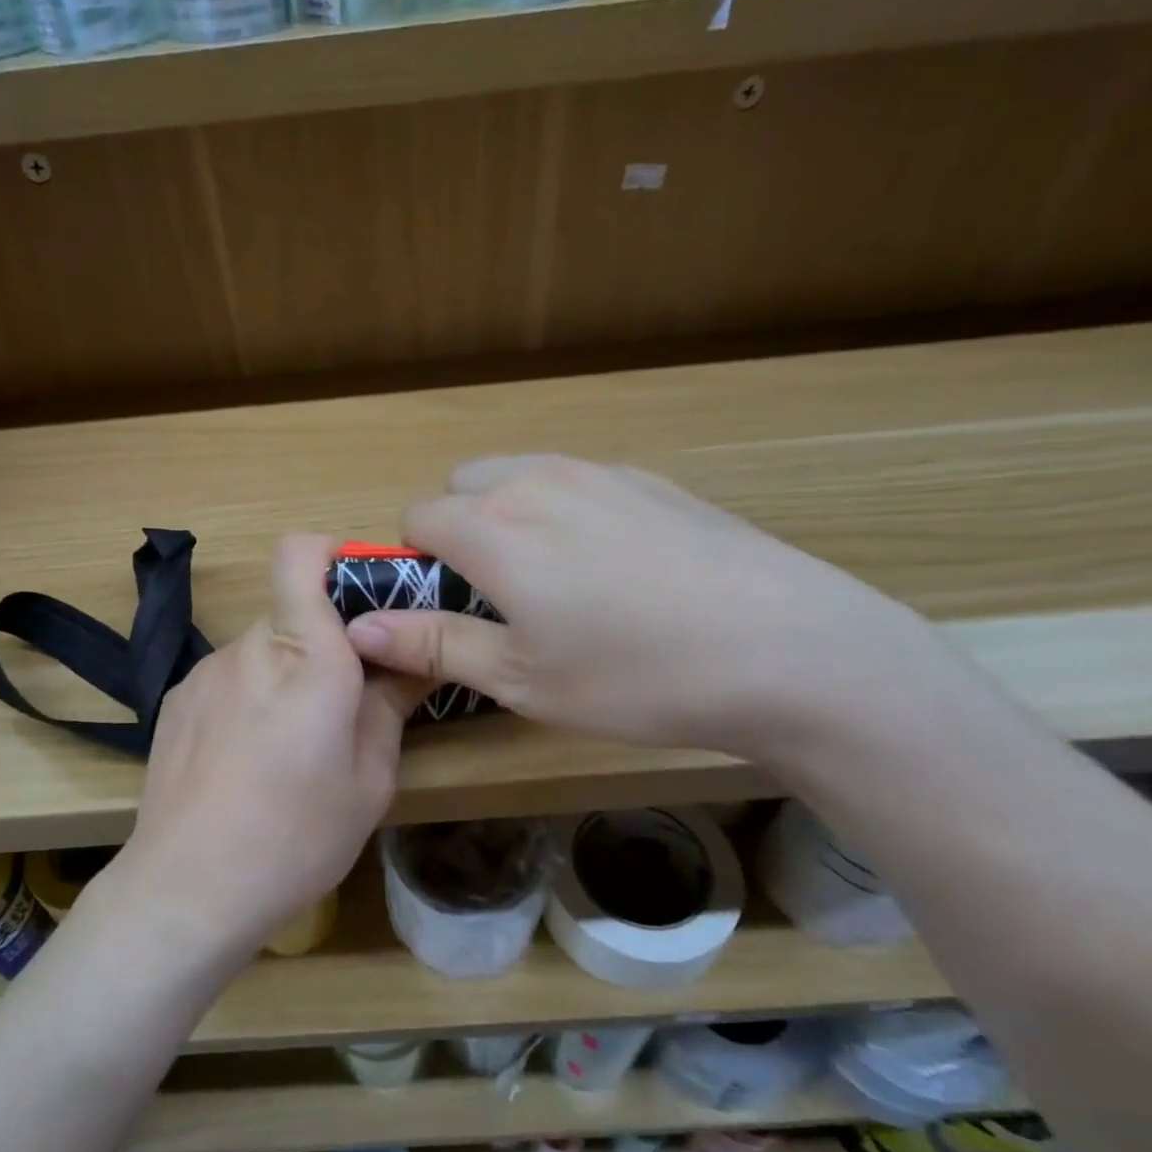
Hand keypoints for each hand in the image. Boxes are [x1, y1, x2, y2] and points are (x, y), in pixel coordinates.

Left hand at [108, 535, 427, 960]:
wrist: (186, 890)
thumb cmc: (296, 837)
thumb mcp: (370, 780)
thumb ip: (391, 704)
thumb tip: (413, 660)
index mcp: (307, 656)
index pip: (302, 553)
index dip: (334, 556)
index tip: (369, 599)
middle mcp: (249, 647)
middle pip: (292, 607)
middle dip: (328, 638)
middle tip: (350, 698)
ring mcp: (205, 671)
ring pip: (262, 645)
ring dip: (288, 670)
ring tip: (295, 740)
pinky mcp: (176, 699)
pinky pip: (230, 675)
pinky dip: (252, 694)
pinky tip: (250, 757)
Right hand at [342, 456, 948, 763]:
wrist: (790, 651)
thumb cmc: (637, 677)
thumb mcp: (523, 678)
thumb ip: (434, 643)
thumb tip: (362, 626)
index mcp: (495, 529)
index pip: (418, 518)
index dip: (417, 563)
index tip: (446, 608)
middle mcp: (538, 482)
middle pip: (464, 484)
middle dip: (461, 529)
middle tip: (499, 596)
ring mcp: (602, 473)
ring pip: (521, 475)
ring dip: (511, 515)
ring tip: (557, 581)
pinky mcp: (654, 480)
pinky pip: (579, 482)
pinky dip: (568, 512)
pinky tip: (618, 569)